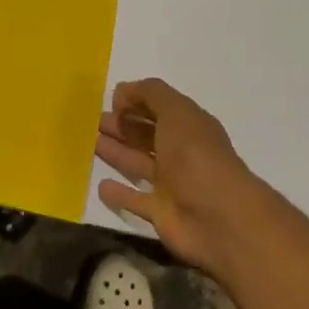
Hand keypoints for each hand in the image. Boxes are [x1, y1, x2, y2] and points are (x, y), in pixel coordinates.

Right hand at [96, 78, 256, 271]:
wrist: (217, 217)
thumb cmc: (195, 155)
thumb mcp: (176, 111)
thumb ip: (149, 94)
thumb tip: (123, 91)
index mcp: (190, 126)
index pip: (161, 108)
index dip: (137, 102)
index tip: (110, 100)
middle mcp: (182, 153)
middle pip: (147, 135)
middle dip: (122, 125)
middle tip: (93, 120)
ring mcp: (172, 184)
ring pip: (138, 163)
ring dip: (117, 152)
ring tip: (91, 142)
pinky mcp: (161, 213)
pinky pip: (135, 199)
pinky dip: (119, 194)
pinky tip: (100, 186)